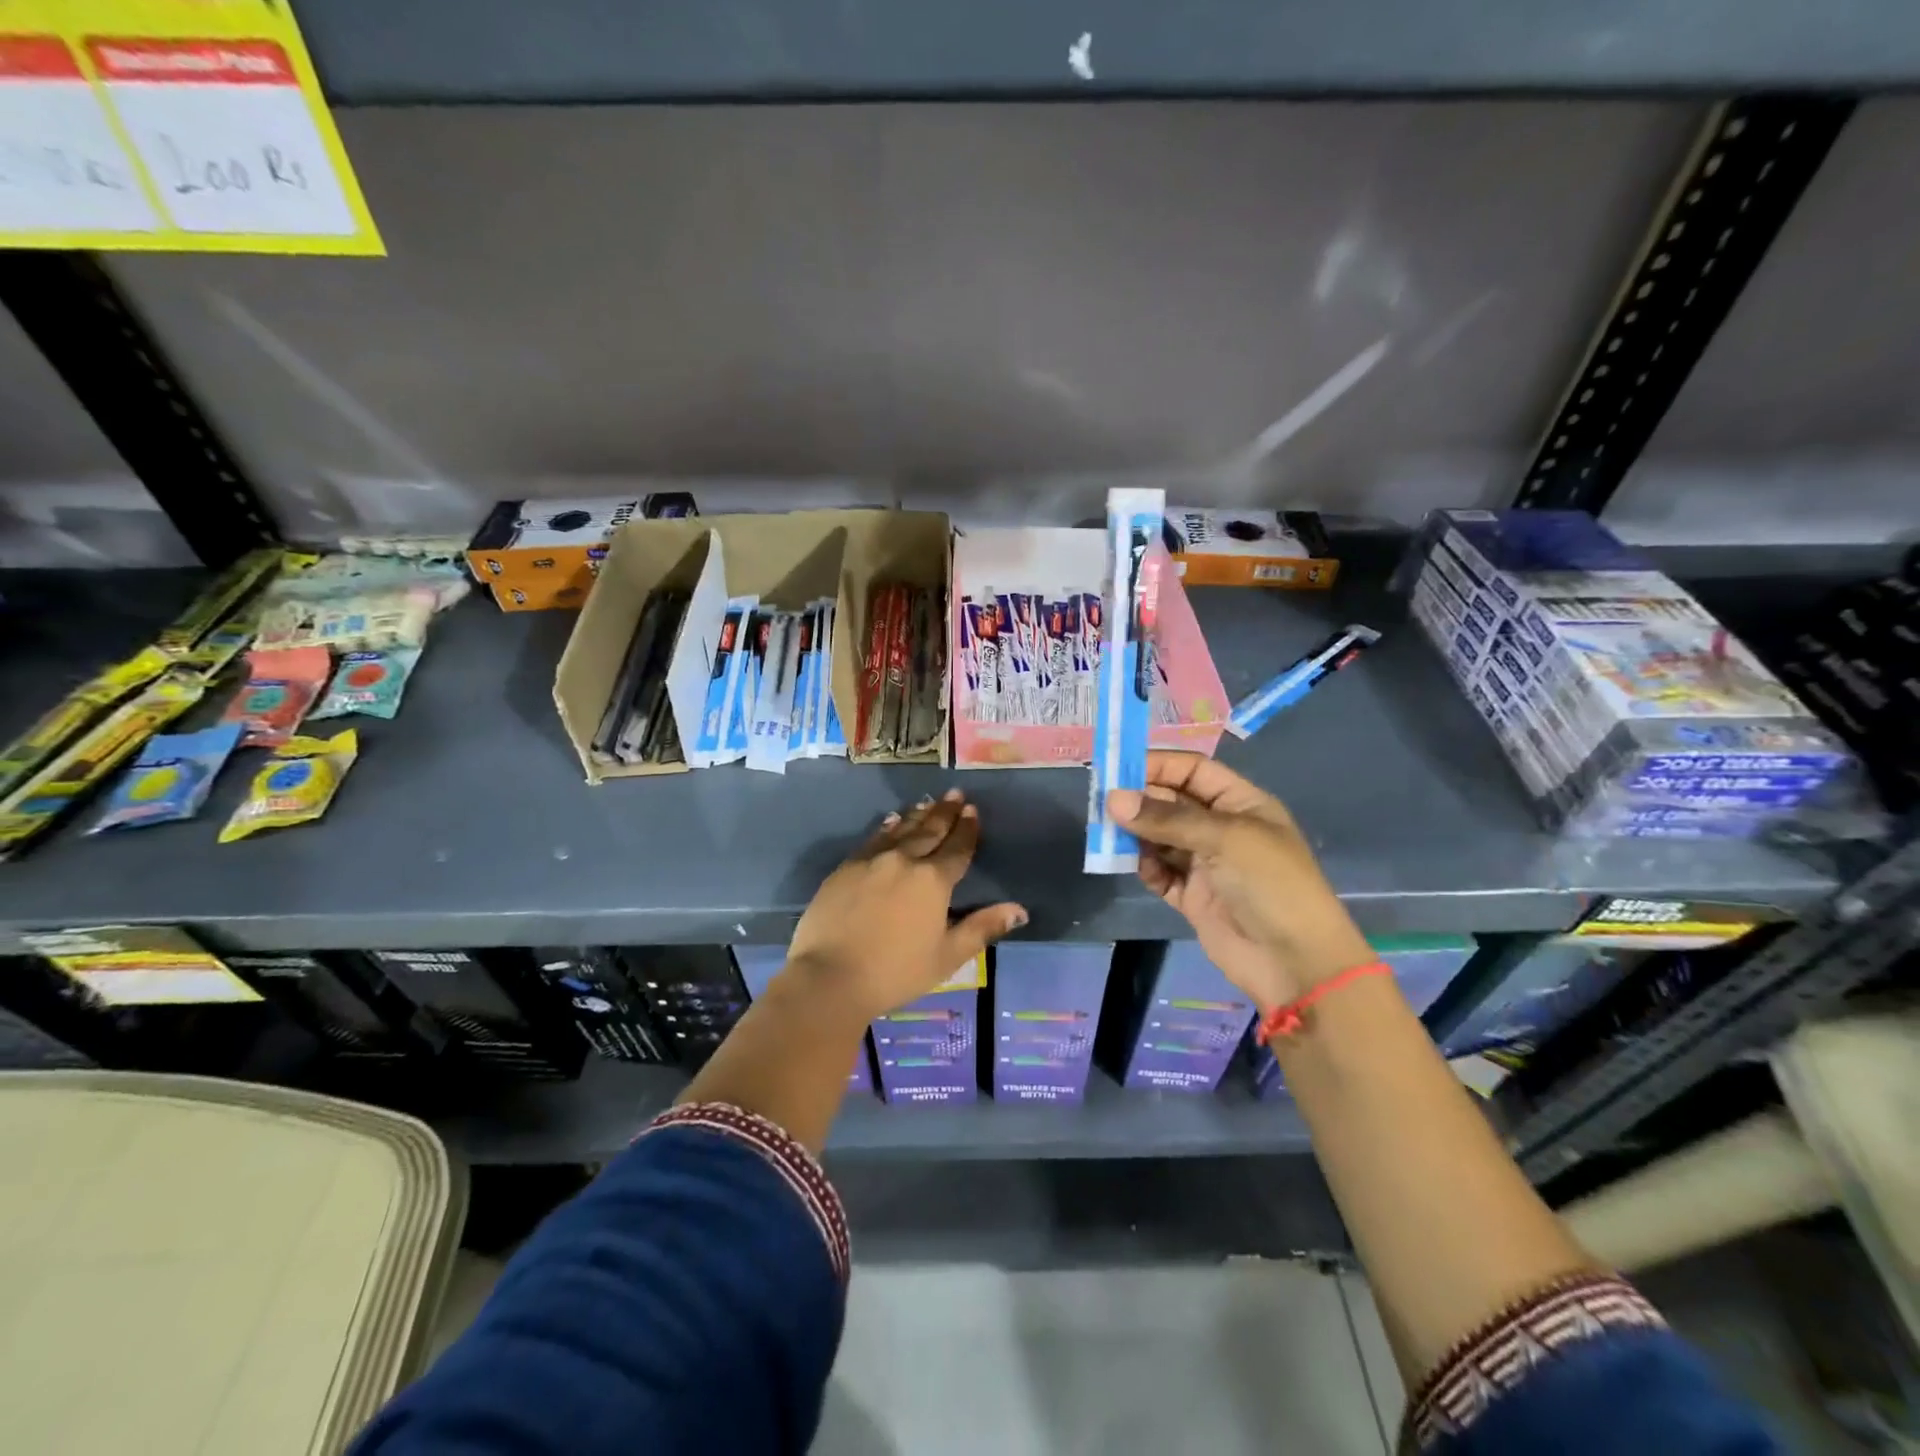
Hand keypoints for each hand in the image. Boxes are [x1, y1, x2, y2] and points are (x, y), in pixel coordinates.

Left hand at [786, 789, 1026, 1021]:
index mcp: (933, 880)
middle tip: (955, 794)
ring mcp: (871, 860)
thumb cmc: (896, 972)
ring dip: (918, 815)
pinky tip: (892, 822)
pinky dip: (887, 828)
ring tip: (928, 802)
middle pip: (929, 830)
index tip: (972, 810)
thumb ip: (982, 928)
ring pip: (901, 830)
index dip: (967, 829)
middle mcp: (904, 860)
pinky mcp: (845, 868)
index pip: (957, 848)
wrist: (830, 976)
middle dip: (945, 812)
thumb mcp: (947, 956)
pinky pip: (873, 839)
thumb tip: (1019, 910)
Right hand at [1108, 752, 1370, 1009]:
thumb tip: (1113, 799)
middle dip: (1139, 800)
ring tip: (1109, 835)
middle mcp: (1221, 828)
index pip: (1192, 771)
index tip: (1116, 769)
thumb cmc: (1269, 883)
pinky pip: (1160, 873)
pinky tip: (1140, 867)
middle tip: (1102, 803)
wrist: (1294, 962)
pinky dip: (1146, 868)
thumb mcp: (1223, 838)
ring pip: (1160, 838)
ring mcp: (1206, 864)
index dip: (1157, 765)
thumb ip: (1166, 817)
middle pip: (1171, 802)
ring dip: (1136, 835)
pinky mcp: (1192, 896)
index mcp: (1240, 803)